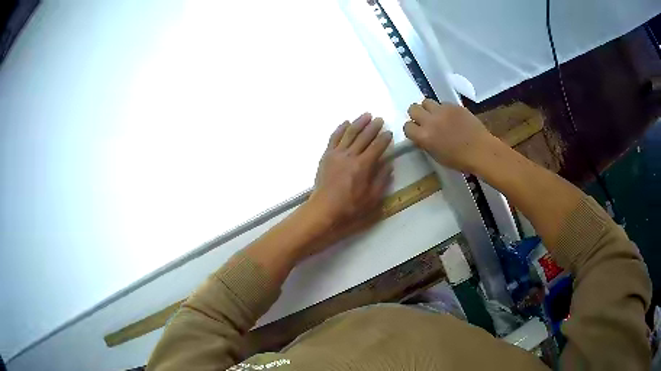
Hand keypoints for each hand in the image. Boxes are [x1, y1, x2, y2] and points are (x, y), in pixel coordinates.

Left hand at [307, 112, 392, 226]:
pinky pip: (334, 138)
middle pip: (364, 136)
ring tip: (366, 115)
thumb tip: (389, 164)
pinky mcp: (326, 155)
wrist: (324, 209)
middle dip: (373, 127)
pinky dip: (340, 128)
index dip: (385, 138)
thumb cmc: (350, 207)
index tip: (390, 132)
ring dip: (358, 123)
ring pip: (349, 133)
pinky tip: (346, 122)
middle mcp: (350, 155)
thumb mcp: (372, 198)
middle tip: (380, 119)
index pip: (377, 147)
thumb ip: (381, 180)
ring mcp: (336, 154)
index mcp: (363, 166)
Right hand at [403, 99, 499, 172]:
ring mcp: (442, 111)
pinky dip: (444, 109)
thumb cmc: (459, 160)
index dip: (411, 129)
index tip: (417, 132)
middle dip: (417, 114)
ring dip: (429, 108)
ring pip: (426, 101)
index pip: (407, 126)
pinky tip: (452, 117)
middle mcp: (430, 120)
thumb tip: (422, 136)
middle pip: (413, 108)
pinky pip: (443, 103)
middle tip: (425, 121)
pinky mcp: (454, 105)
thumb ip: (426, 143)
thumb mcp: (437, 156)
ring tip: (437, 116)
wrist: (481, 151)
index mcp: (424, 136)